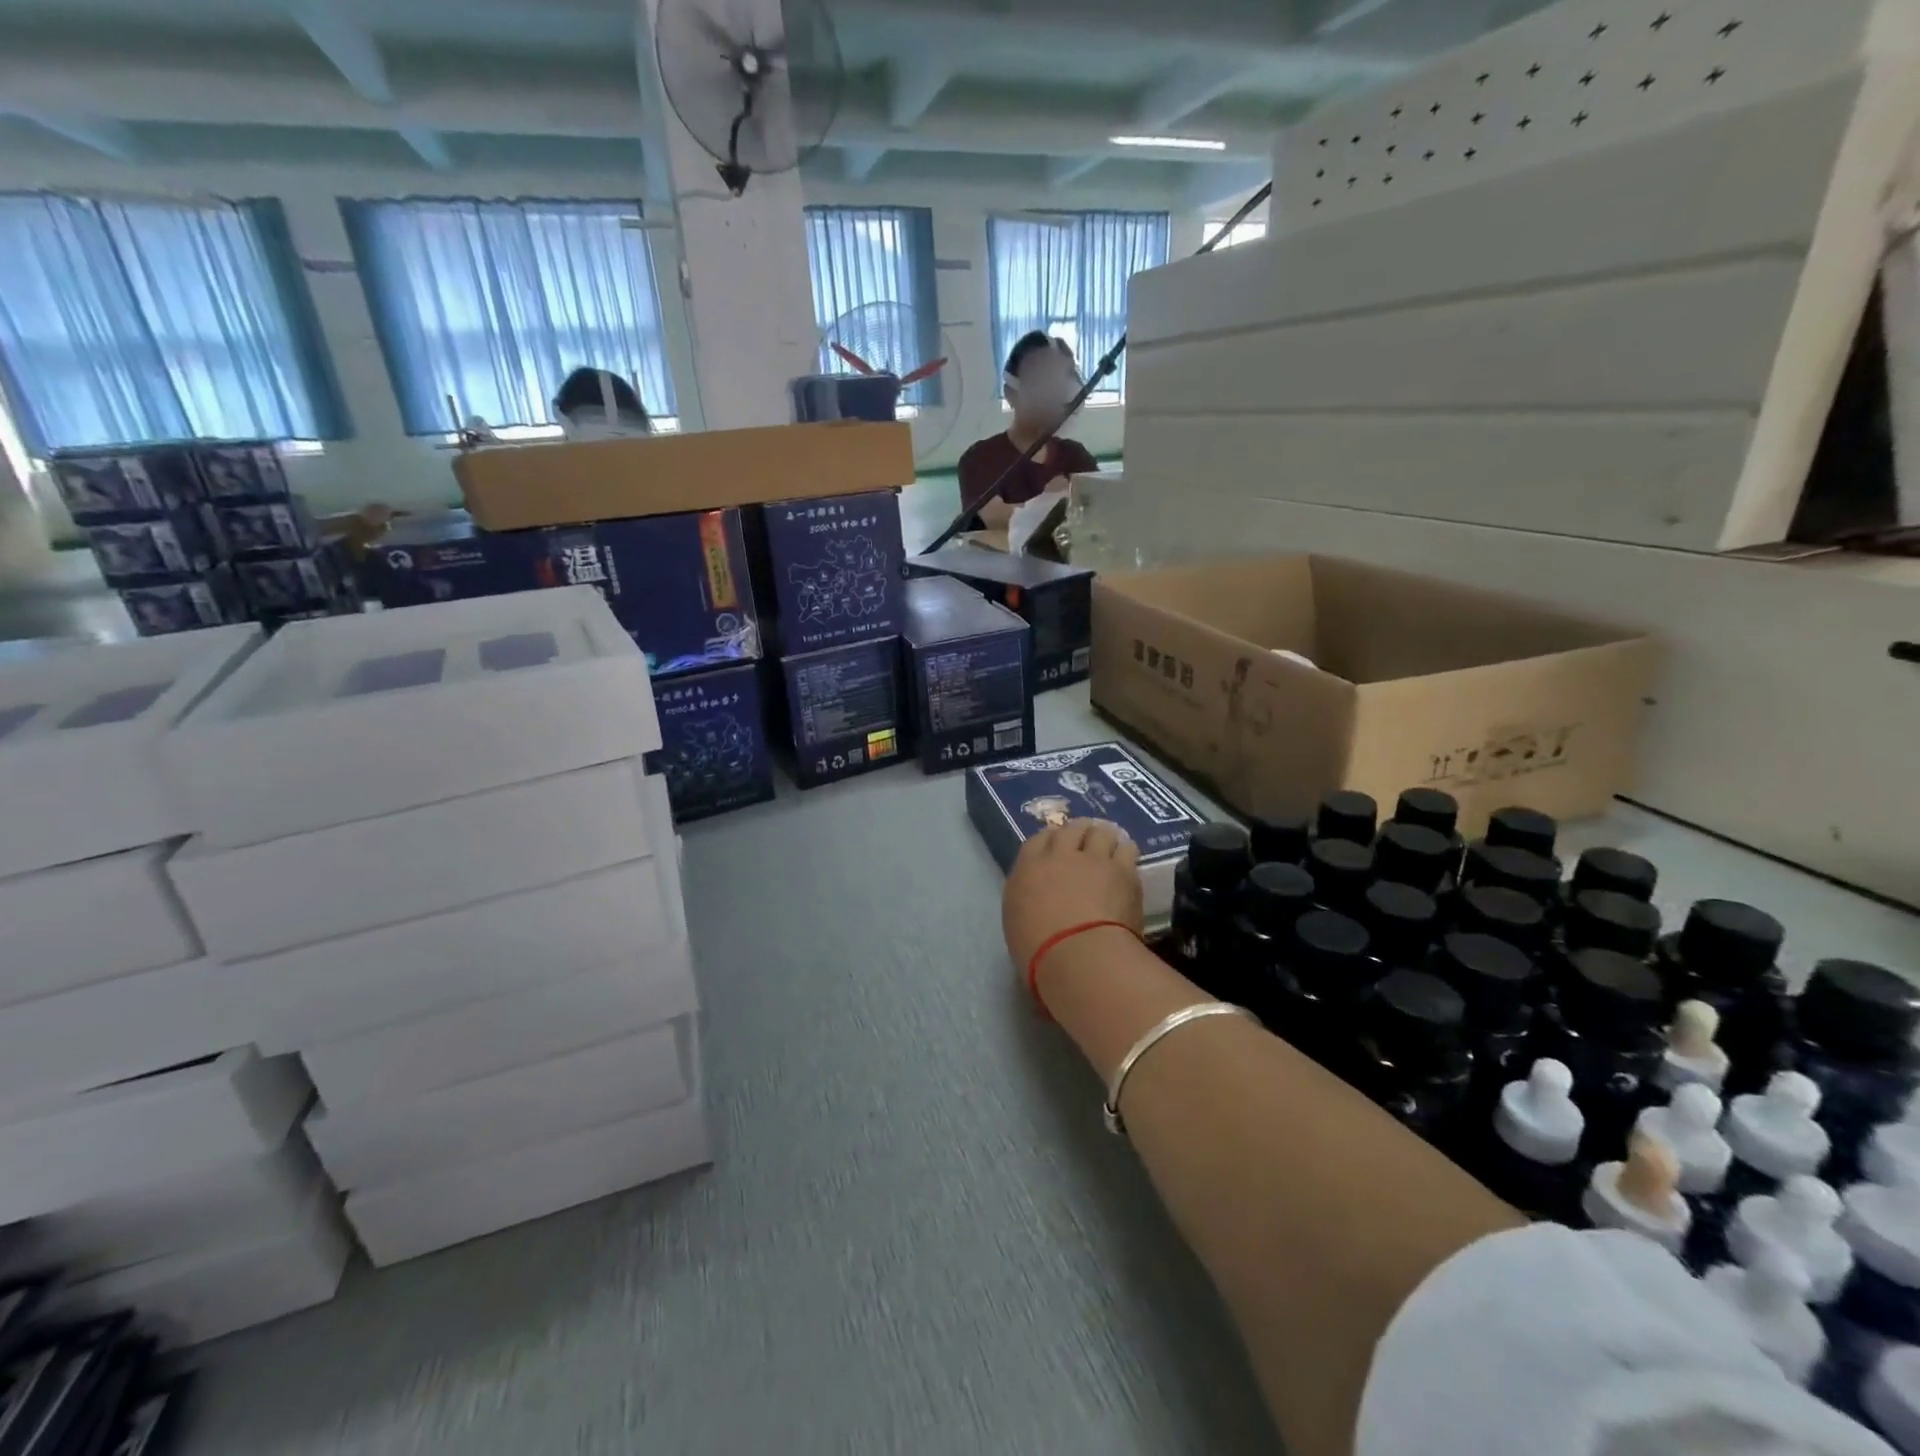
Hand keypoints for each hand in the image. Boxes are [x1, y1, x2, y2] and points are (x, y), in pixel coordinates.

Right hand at [1002, 820, 1142, 973]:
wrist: (1080, 958)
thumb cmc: (1038, 952)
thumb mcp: (1018, 923)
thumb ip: (1028, 900)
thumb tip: (1040, 897)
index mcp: (1028, 869)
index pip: (1038, 840)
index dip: (1049, 841)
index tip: (1056, 848)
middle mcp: (1060, 856)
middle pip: (1070, 829)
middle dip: (1077, 833)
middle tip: (1084, 843)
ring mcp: (1094, 860)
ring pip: (1100, 832)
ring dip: (1102, 837)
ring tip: (1108, 847)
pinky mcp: (1124, 871)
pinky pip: (1126, 848)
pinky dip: (1124, 851)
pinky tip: (1126, 859)